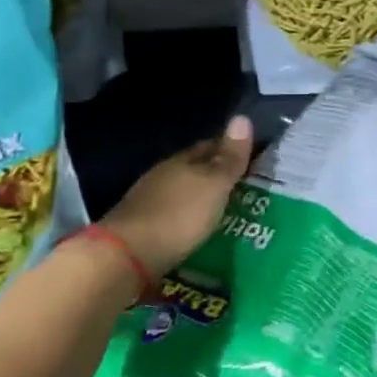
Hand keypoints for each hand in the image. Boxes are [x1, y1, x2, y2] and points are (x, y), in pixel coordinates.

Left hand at [101, 116, 253, 279]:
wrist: (126, 259)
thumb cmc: (178, 215)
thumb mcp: (214, 185)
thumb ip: (229, 158)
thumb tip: (242, 117)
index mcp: (181, 161)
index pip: (209, 146)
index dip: (229, 149)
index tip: (250, 156)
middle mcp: (162, 177)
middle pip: (194, 170)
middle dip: (216, 175)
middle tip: (244, 185)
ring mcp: (148, 203)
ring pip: (183, 193)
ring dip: (201, 199)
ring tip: (225, 210)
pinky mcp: (142, 230)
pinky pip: (173, 216)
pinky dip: (188, 219)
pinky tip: (198, 228)